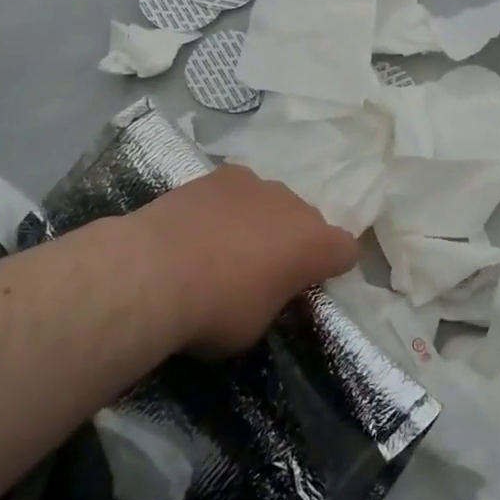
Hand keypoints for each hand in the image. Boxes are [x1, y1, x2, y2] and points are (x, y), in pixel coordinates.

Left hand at [133, 166, 359, 355]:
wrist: (154, 270)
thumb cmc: (215, 309)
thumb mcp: (257, 325)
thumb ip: (276, 300)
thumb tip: (271, 290)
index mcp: (315, 245)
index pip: (346, 251)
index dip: (330, 268)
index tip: (306, 286)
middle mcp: (295, 205)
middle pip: (307, 221)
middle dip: (292, 242)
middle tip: (262, 271)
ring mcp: (257, 183)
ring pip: (271, 202)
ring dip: (260, 221)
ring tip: (224, 247)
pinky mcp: (220, 174)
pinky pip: (237, 191)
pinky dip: (228, 206)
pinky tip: (201, 226)